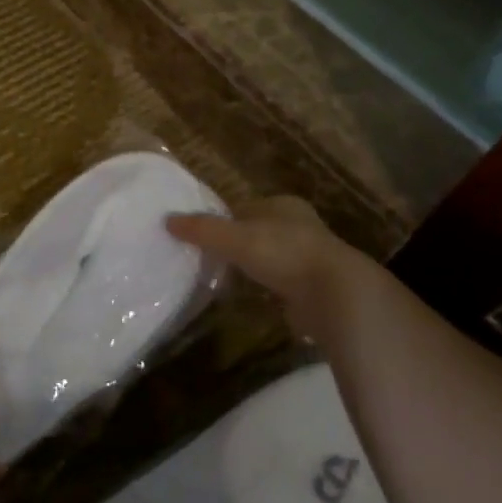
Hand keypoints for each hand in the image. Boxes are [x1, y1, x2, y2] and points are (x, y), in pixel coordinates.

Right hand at [167, 195, 393, 345]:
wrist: (334, 295)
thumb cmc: (284, 253)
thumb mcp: (235, 238)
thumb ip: (202, 229)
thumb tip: (167, 220)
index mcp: (283, 206)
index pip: (245, 207)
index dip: (223, 218)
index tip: (201, 234)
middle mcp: (299, 226)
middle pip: (257, 231)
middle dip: (236, 243)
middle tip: (207, 256)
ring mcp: (309, 258)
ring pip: (269, 258)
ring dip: (250, 267)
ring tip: (223, 278)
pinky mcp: (312, 287)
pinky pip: (279, 283)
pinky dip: (264, 288)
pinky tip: (248, 297)